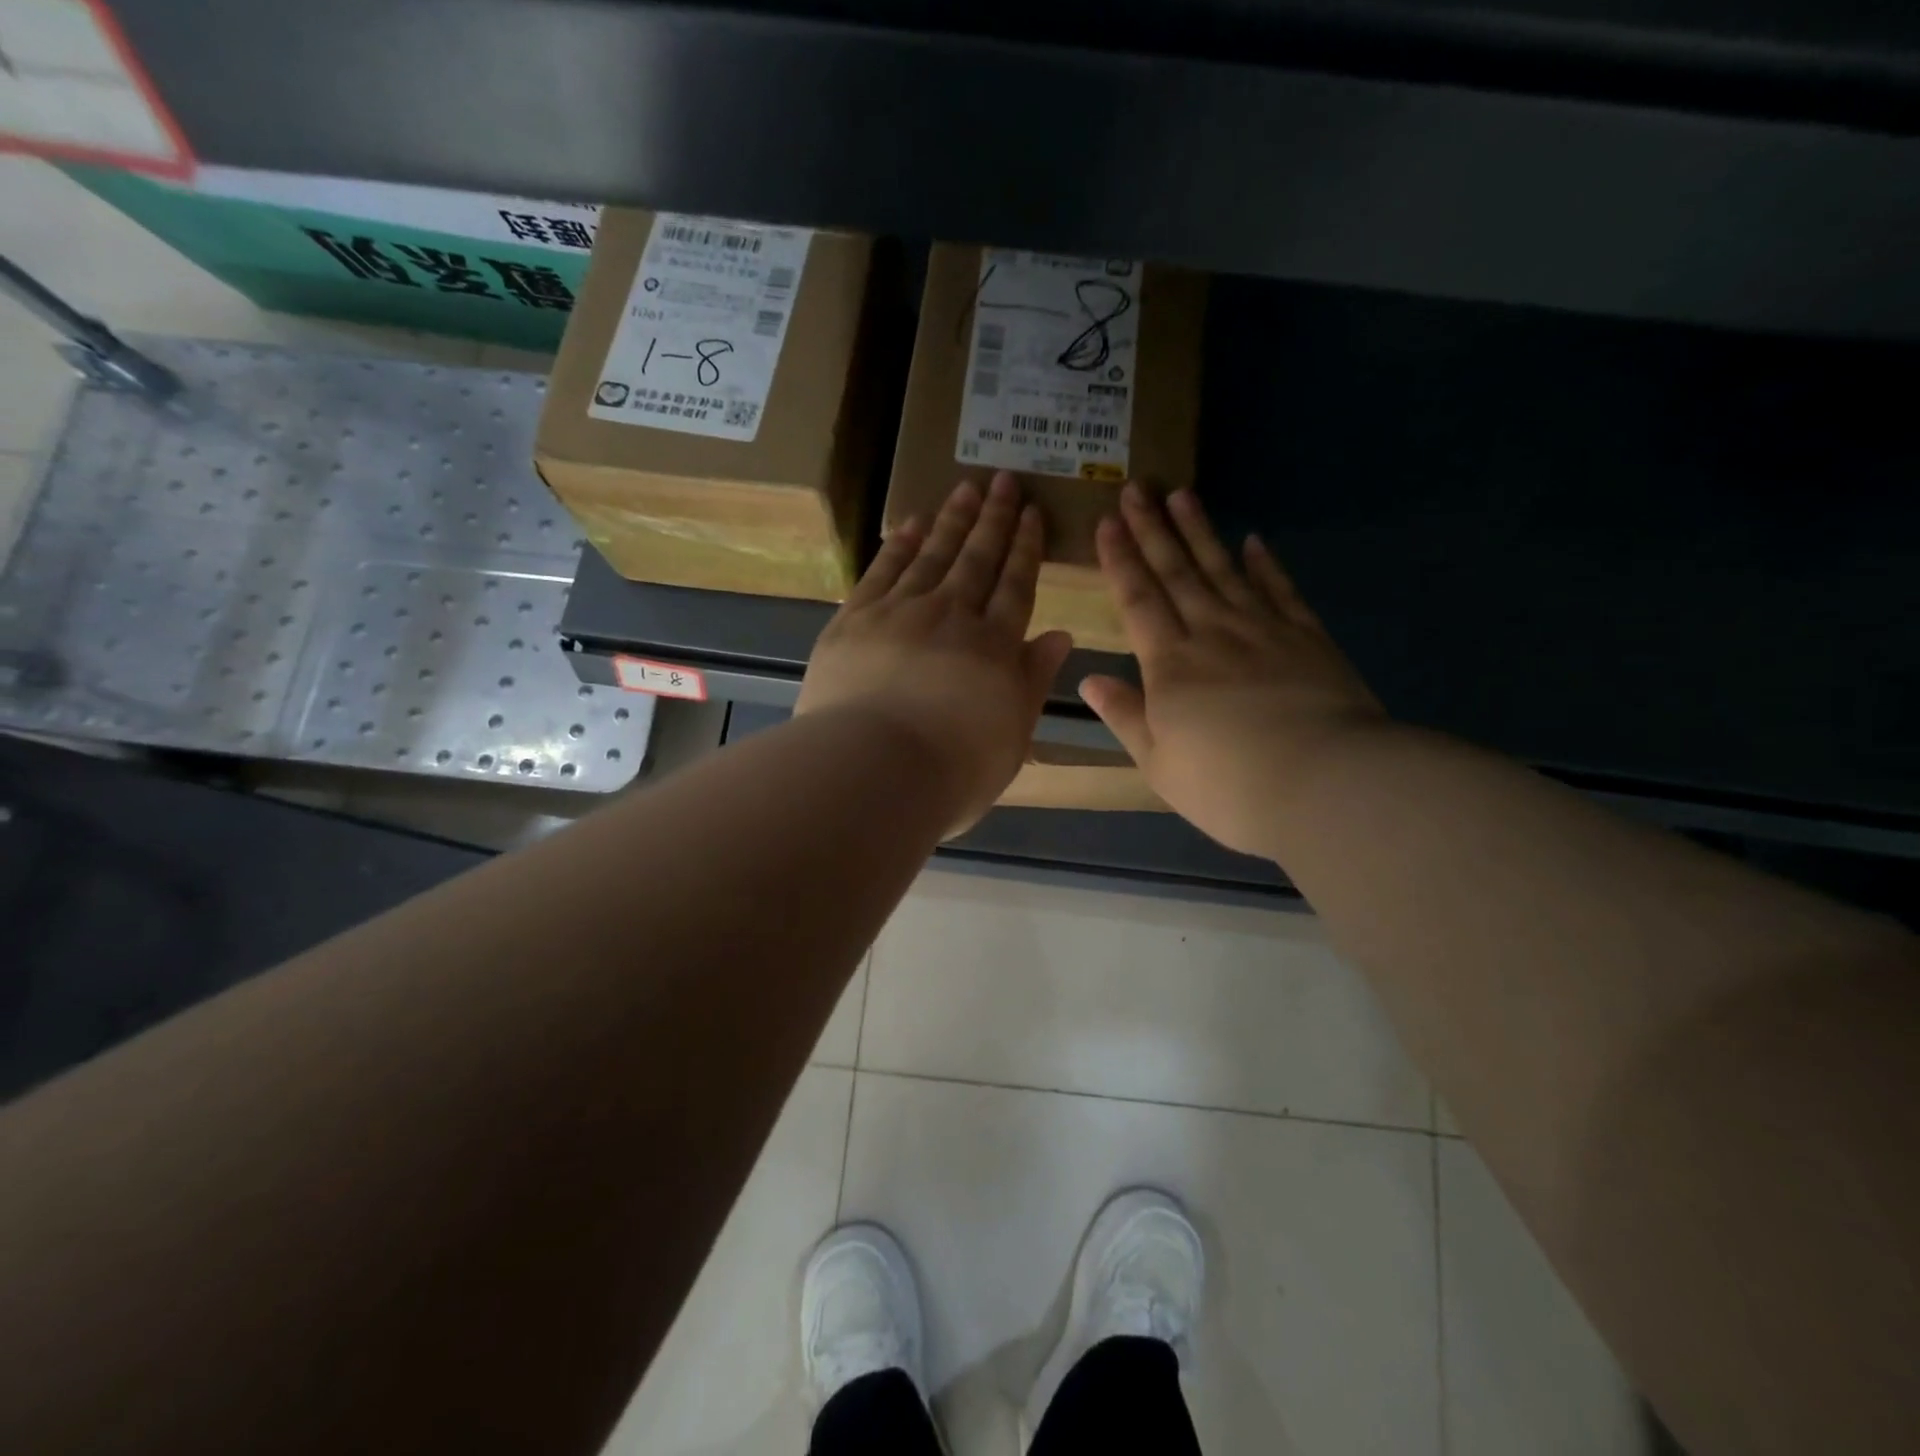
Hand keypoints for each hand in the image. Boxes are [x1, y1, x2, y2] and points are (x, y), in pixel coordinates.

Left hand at [798, 472, 1073, 830]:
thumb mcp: (1013, 735)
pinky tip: (912, 522)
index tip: (1032, 514)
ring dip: (952, 521)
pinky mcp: (854, 619)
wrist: (874, 770)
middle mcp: (952, 616)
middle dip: (994, 519)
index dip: (1026, 548)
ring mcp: (900, 612)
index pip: (1016, 586)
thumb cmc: (954, 768)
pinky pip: (883, 571)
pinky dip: (900, 545)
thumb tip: (1061, 635)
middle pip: (978, 560)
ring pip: (933, 556)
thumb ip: (1034, 680)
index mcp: (995, 646)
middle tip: (1003, 480)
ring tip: (966, 489)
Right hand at [1078, 485, 1386, 858]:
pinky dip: (1267, 565)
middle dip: (1153, 530)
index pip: (1138, 600)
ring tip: (1183, 495)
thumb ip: (1125, 716)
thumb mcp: (1159, 763)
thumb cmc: (1227, 785)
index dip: (1120, 560)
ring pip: (1224, 570)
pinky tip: (1255, 541)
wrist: (1325, 784)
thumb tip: (1090, 679)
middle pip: (1176, 573)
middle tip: (1138, 488)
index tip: (1107, 522)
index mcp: (1170, 665)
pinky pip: (1281, 591)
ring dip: (1200, 532)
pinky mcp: (1307, 638)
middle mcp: (1211, 634)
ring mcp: (1263, 630)